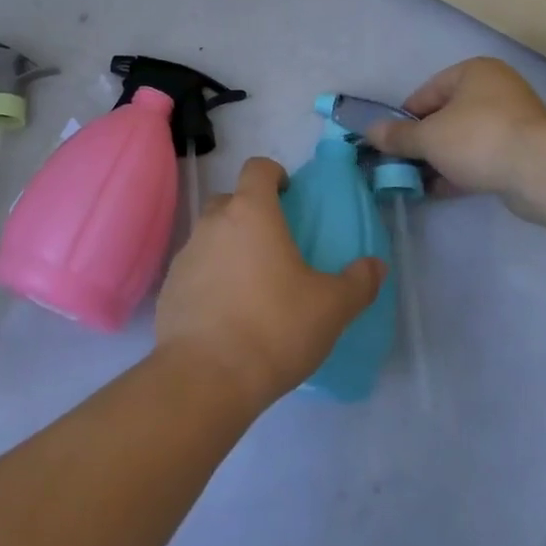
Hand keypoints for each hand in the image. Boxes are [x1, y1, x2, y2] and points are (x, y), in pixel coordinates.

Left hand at [156, 157, 383, 409]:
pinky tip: (226, 313)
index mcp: (251, 212)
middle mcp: (213, 223)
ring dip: (228, 247)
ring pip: (210, 236)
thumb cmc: (274, 327)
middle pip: (230, 200)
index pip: (257, 168)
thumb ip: (358, 282)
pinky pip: (194, 270)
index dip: (273, 174)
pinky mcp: (169, 289)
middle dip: (250, 212)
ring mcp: (186, 255)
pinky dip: (210, 279)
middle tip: (274, 244)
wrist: (205, 377)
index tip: (288, 195)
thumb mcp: (330, 308)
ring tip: (252, 284)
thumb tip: (376, 266)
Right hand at [367, 58, 545, 195]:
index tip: (392, 143)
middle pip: (447, 116)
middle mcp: (496, 89)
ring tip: (419, 182)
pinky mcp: (524, 151)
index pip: (427, 92)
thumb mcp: (429, 137)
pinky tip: (441, 190)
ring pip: (465, 139)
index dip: (405, 119)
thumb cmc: (478, 138)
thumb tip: (369, 132)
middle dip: (424, 142)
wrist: (541, 170)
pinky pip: (484, 157)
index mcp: (474, 72)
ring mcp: (514, 120)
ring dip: (442, 159)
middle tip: (404, 164)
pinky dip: (462, 170)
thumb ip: (398, 136)